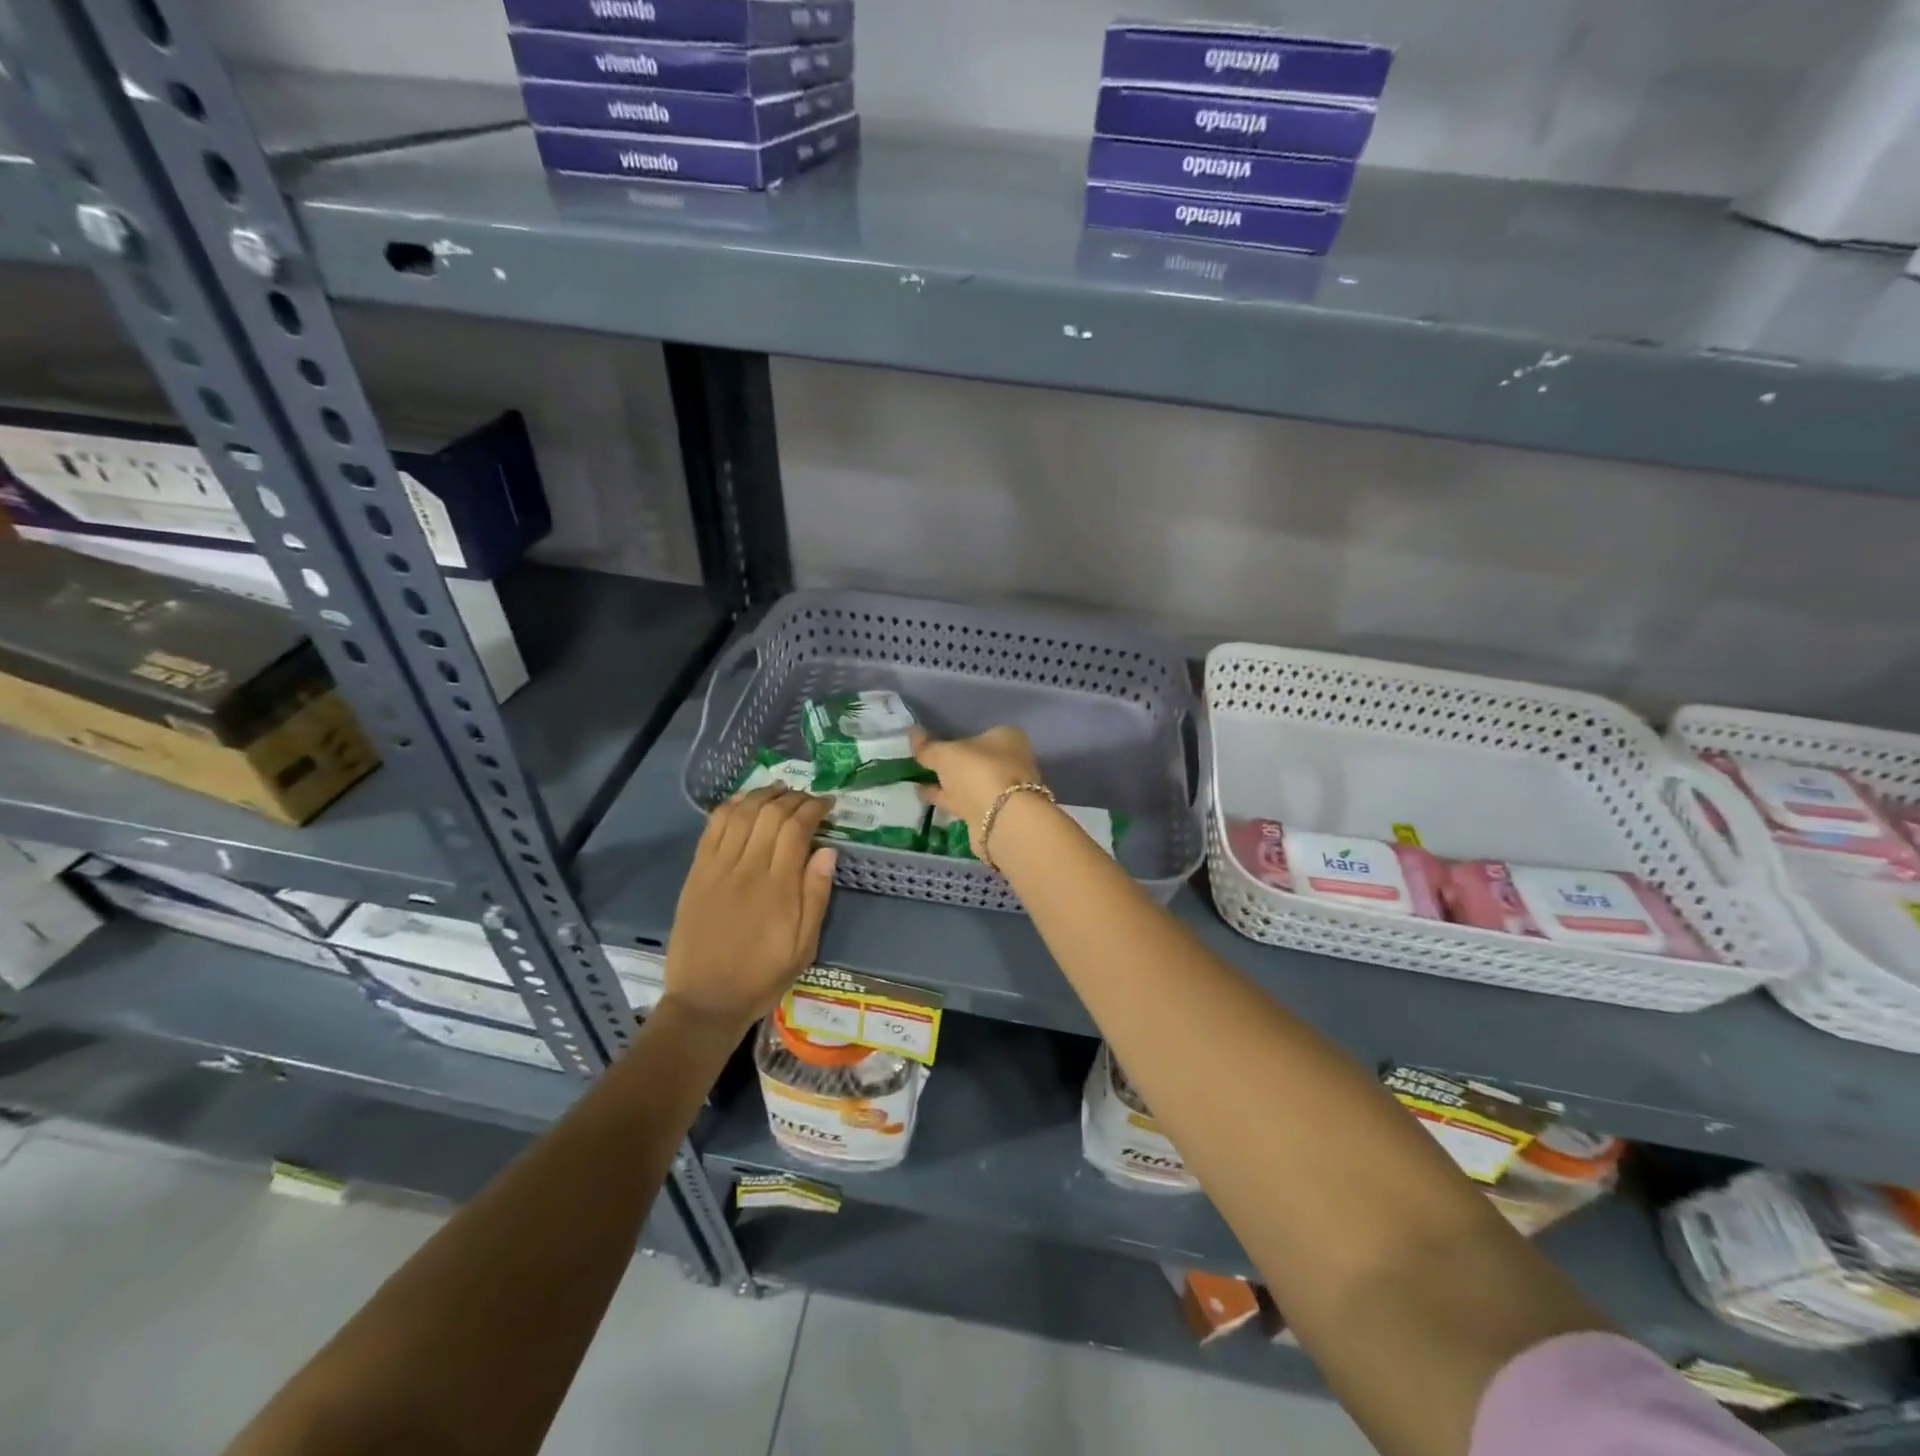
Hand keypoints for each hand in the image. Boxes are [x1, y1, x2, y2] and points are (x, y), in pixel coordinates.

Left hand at [665, 786, 836, 1031]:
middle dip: (792, 798)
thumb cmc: (762, 976)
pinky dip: (730, 807)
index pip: (797, 829)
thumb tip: (828, 850)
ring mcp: (718, 868)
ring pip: (741, 814)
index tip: (827, 803)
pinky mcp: (697, 872)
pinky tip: (743, 801)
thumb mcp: (804, 946)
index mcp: (779, 888)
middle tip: (807, 797)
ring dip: (762, 795)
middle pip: (770, 815)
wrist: (705, 1000)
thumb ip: (816, 896)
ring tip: (779, 790)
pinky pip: (712, 828)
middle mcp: (748, 869)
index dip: (814, 808)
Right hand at [909, 724, 1044, 844]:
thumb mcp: (945, 755)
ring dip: (947, 781)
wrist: (1002, 820)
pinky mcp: (993, 812)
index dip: (956, 737)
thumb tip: (911, 731)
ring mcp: (1002, 789)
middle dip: (953, 762)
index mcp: (1006, 738)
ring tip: (916, 778)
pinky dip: (946, 797)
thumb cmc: (978, 772)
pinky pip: (964, 799)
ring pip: (970, 781)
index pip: (979, 733)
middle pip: (975, 759)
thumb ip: (927, 746)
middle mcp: (1009, 761)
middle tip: (923, 760)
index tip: (935, 742)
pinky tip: (923, 794)